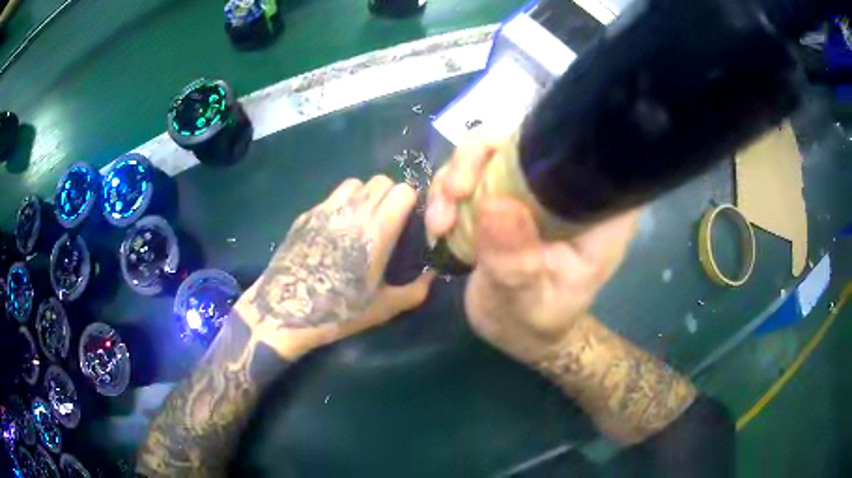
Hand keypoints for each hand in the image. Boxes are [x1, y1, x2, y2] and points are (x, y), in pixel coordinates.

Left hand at [237, 176, 435, 359]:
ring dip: (365, 195)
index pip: (403, 190)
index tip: (409, 221)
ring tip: (361, 220)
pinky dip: (341, 204)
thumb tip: (432, 276)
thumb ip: (416, 290)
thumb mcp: (384, 308)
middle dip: (390, 196)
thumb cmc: (339, 311)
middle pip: (381, 180)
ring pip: (355, 183)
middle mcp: (353, 211)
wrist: (285, 310)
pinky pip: (331, 197)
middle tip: (387, 221)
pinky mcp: (306, 215)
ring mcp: (326, 209)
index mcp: (377, 230)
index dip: (410, 202)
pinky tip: (335, 231)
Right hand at [426, 143, 637, 364]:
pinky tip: (439, 227)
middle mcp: (565, 190)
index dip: (536, 141)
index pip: (578, 151)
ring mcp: (531, 190)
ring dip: (453, 178)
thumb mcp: (529, 303)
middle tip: (452, 194)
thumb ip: (517, 263)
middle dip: (477, 158)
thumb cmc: (539, 322)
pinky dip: (446, 193)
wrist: (519, 332)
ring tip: (439, 224)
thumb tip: (495, 202)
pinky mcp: (503, 196)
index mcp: (595, 211)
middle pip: (522, 140)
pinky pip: (470, 175)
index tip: (493, 169)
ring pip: (489, 152)